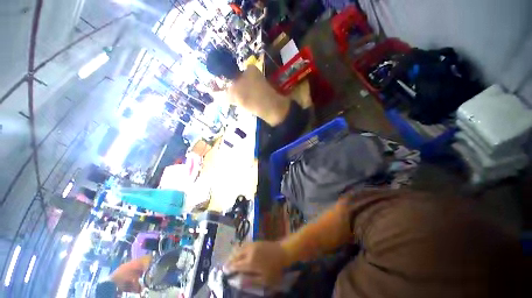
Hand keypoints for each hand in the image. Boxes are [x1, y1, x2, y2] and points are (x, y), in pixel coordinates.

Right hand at [225, 241, 288, 286]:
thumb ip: (250, 281)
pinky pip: (244, 244)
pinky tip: (239, 251)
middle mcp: (249, 252)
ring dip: (234, 254)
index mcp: (250, 262)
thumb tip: (239, 282)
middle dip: (230, 260)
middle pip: (236, 255)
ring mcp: (252, 245)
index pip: (237, 265)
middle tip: (225, 265)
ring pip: (239, 248)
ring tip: (230, 259)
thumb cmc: (274, 268)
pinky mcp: (255, 241)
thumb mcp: (264, 279)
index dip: (230, 268)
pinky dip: (239, 248)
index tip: (225, 271)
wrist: (282, 252)